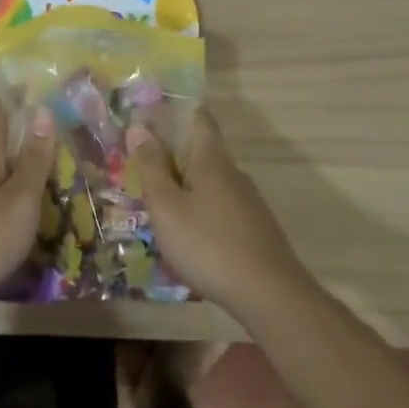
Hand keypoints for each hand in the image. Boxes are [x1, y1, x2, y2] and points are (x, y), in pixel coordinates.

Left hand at [0, 103, 55, 316]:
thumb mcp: (19, 200)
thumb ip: (33, 161)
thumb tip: (42, 111)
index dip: (9, 102)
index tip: (27, 86)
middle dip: (23, 143)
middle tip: (58, 141)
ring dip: (21, 179)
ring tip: (53, 185)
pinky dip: (15, 209)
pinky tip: (29, 225)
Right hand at [127, 108, 311, 318]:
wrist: (269, 295)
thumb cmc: (208, 245)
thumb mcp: (167, 207)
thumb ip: (151, 167)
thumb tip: (139, 128)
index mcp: (211, 159)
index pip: (198, 118)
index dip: (175, 111)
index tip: (148, 117)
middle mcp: (233, 173)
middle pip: (201, 151)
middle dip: (172, 155)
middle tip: (140, 169)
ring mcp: (248, 201)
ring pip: (210, 182)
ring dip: (184, 186)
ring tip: (158, 207)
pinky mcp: (254, 228)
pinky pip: (220, 207)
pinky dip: (199, 210)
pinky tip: (187, 236)